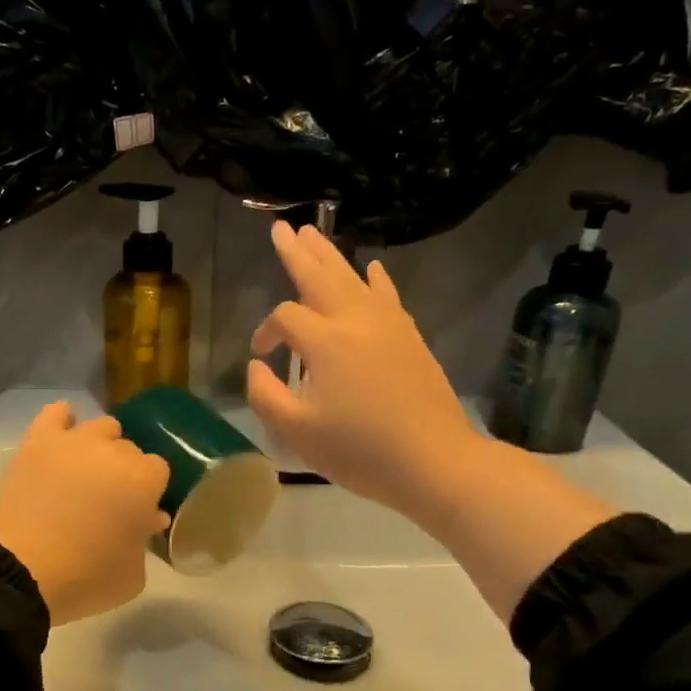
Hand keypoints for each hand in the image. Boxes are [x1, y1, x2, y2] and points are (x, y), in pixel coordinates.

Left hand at [0, 402, 170, 626]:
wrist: (18, 571)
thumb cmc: (84, 578)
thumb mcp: (132, 576)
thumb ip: (145, 541)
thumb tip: (146, 518)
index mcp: (143, 480)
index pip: (159, 470)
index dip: (149, 492)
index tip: (137, 514)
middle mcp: (113, 451)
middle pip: (130, 449)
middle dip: (125, 472)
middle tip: (109, 501)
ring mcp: (74, 441)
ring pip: (102, 427)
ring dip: (101, 446)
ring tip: (86, 473)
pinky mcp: (38, 441)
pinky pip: (56, 412)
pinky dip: (63, 421)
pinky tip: (62, 440)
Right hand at [247, 221, 473, 513]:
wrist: (435, 462)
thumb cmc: (360, 451)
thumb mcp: (297, 432)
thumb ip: (265, 395)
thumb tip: (256, 366)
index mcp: (326, 341)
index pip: (285, 318)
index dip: (266, 332)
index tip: (261, 356)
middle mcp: (357, 320)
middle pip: (320, 276)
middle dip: (297, 252)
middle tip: (280, 228)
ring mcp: (389, 325)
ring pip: (353, 278)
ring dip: (330, 255)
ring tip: (313, 232)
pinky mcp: (410, 337)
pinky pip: (388, 296)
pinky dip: (376, 279)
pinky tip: (373, 267)